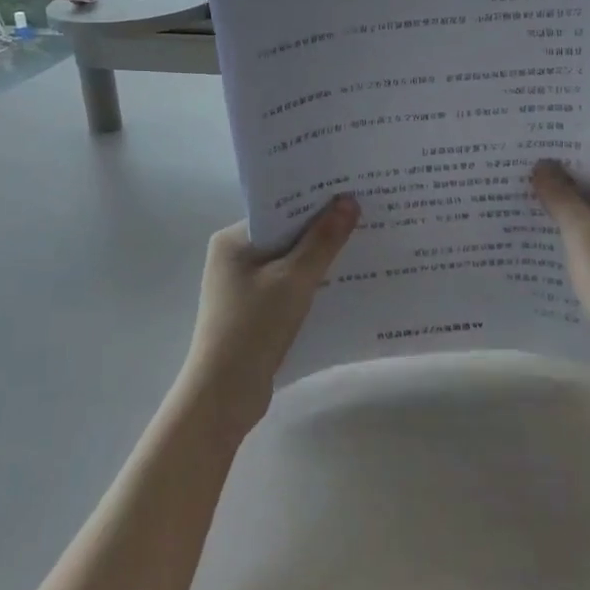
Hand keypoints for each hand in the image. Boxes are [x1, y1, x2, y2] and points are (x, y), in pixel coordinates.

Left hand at [180, 195, 360, 435]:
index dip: (314, 202)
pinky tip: (343, 284)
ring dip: (319, 259)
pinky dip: (310, 284)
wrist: (224, 396)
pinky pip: (287, 287)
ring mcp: (243, 286)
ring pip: (289, 262)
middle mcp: (234, 257)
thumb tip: (348, 201)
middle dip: (322, 229)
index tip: (352, 193)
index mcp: (233, 240)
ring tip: (363, 246)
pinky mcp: (254, 311)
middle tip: (365, 217)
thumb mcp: (293, 280)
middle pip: (285, 234)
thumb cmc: (253, 328)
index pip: (279, 209)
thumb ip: (322, 241)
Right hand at [531, 134, 589, 396]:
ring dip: (558, 198)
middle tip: (513, 161)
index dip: (574, 134)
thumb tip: (543, 165)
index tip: (536, 133)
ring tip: (514, 192)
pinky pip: (589, 234)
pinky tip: (534, 235)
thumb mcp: (584, 236)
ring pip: (589, 205)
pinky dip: (565, 228)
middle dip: (558, 165)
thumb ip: (562, 198)